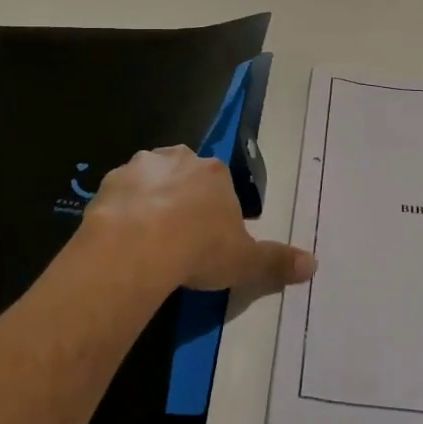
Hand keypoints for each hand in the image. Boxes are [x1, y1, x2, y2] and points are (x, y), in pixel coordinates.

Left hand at [84, 146, 316, 294]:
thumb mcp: (245, 261)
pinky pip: (119, 195)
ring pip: (150, 180)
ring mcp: (141, 167)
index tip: (210, 240)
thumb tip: (314, 264)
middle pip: (185, 175)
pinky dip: (122, 212)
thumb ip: (277, 261)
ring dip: (150, 201)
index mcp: (216, 173)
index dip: (216, 212)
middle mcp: (180, 159)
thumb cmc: (199, 249)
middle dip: (183, 198)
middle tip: (178, 238)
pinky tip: (122, 239)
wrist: (138, 246)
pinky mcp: (109, 182)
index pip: (221, 185)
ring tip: (147, 240)